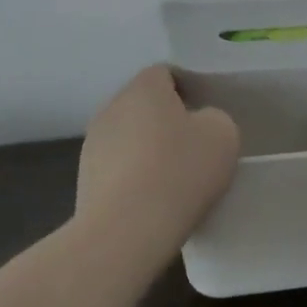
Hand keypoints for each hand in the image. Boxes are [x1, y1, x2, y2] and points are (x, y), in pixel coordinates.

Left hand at [74, 66, 239, 264]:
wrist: (126, 232)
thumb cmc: (179, 172)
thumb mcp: (222, 135)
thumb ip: (214, 118)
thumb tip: (198, 124)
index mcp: (143, 87)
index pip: (165, 74)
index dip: (188, 91)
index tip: (205, 117)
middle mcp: (112, 107)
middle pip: (144, 106)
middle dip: (167, 122)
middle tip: (194, 149)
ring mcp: (92, 145)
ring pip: (129, 138)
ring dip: (147, 152)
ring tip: (172, 182)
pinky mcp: (84, 180)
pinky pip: (117, 170)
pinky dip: (133, 180)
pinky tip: (152, 204)